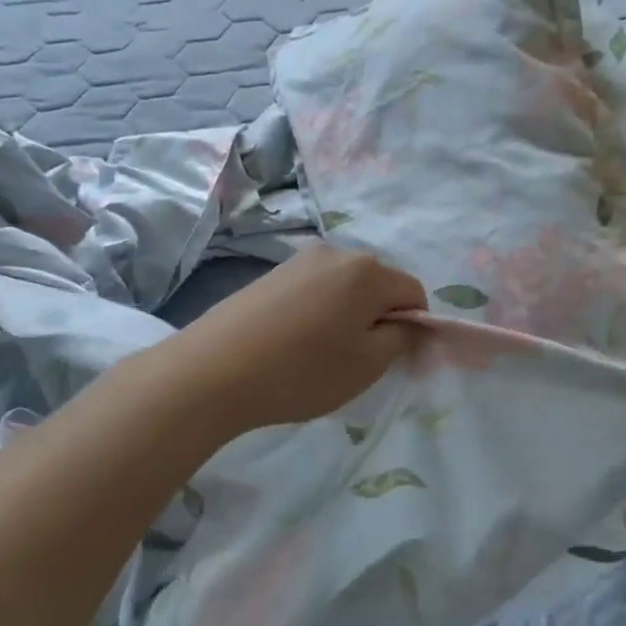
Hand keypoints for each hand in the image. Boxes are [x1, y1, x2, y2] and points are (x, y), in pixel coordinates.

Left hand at [159, 244, 426, 434]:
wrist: (211, 372)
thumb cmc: (301, 370)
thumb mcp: (367, 364)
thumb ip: (401, 338)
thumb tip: (408, 323)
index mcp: (368, 271)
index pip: (414, 292)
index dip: (414, 326)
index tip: (393, 359)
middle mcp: (337, 253)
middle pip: (379, 285)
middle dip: (378, 318)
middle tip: (357, 359)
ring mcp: (299, 261)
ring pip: (345, 287)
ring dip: (347, 315)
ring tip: (319, 353)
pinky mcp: (271, 274)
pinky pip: (314, 290)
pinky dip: (318, 312)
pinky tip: (293, 343)